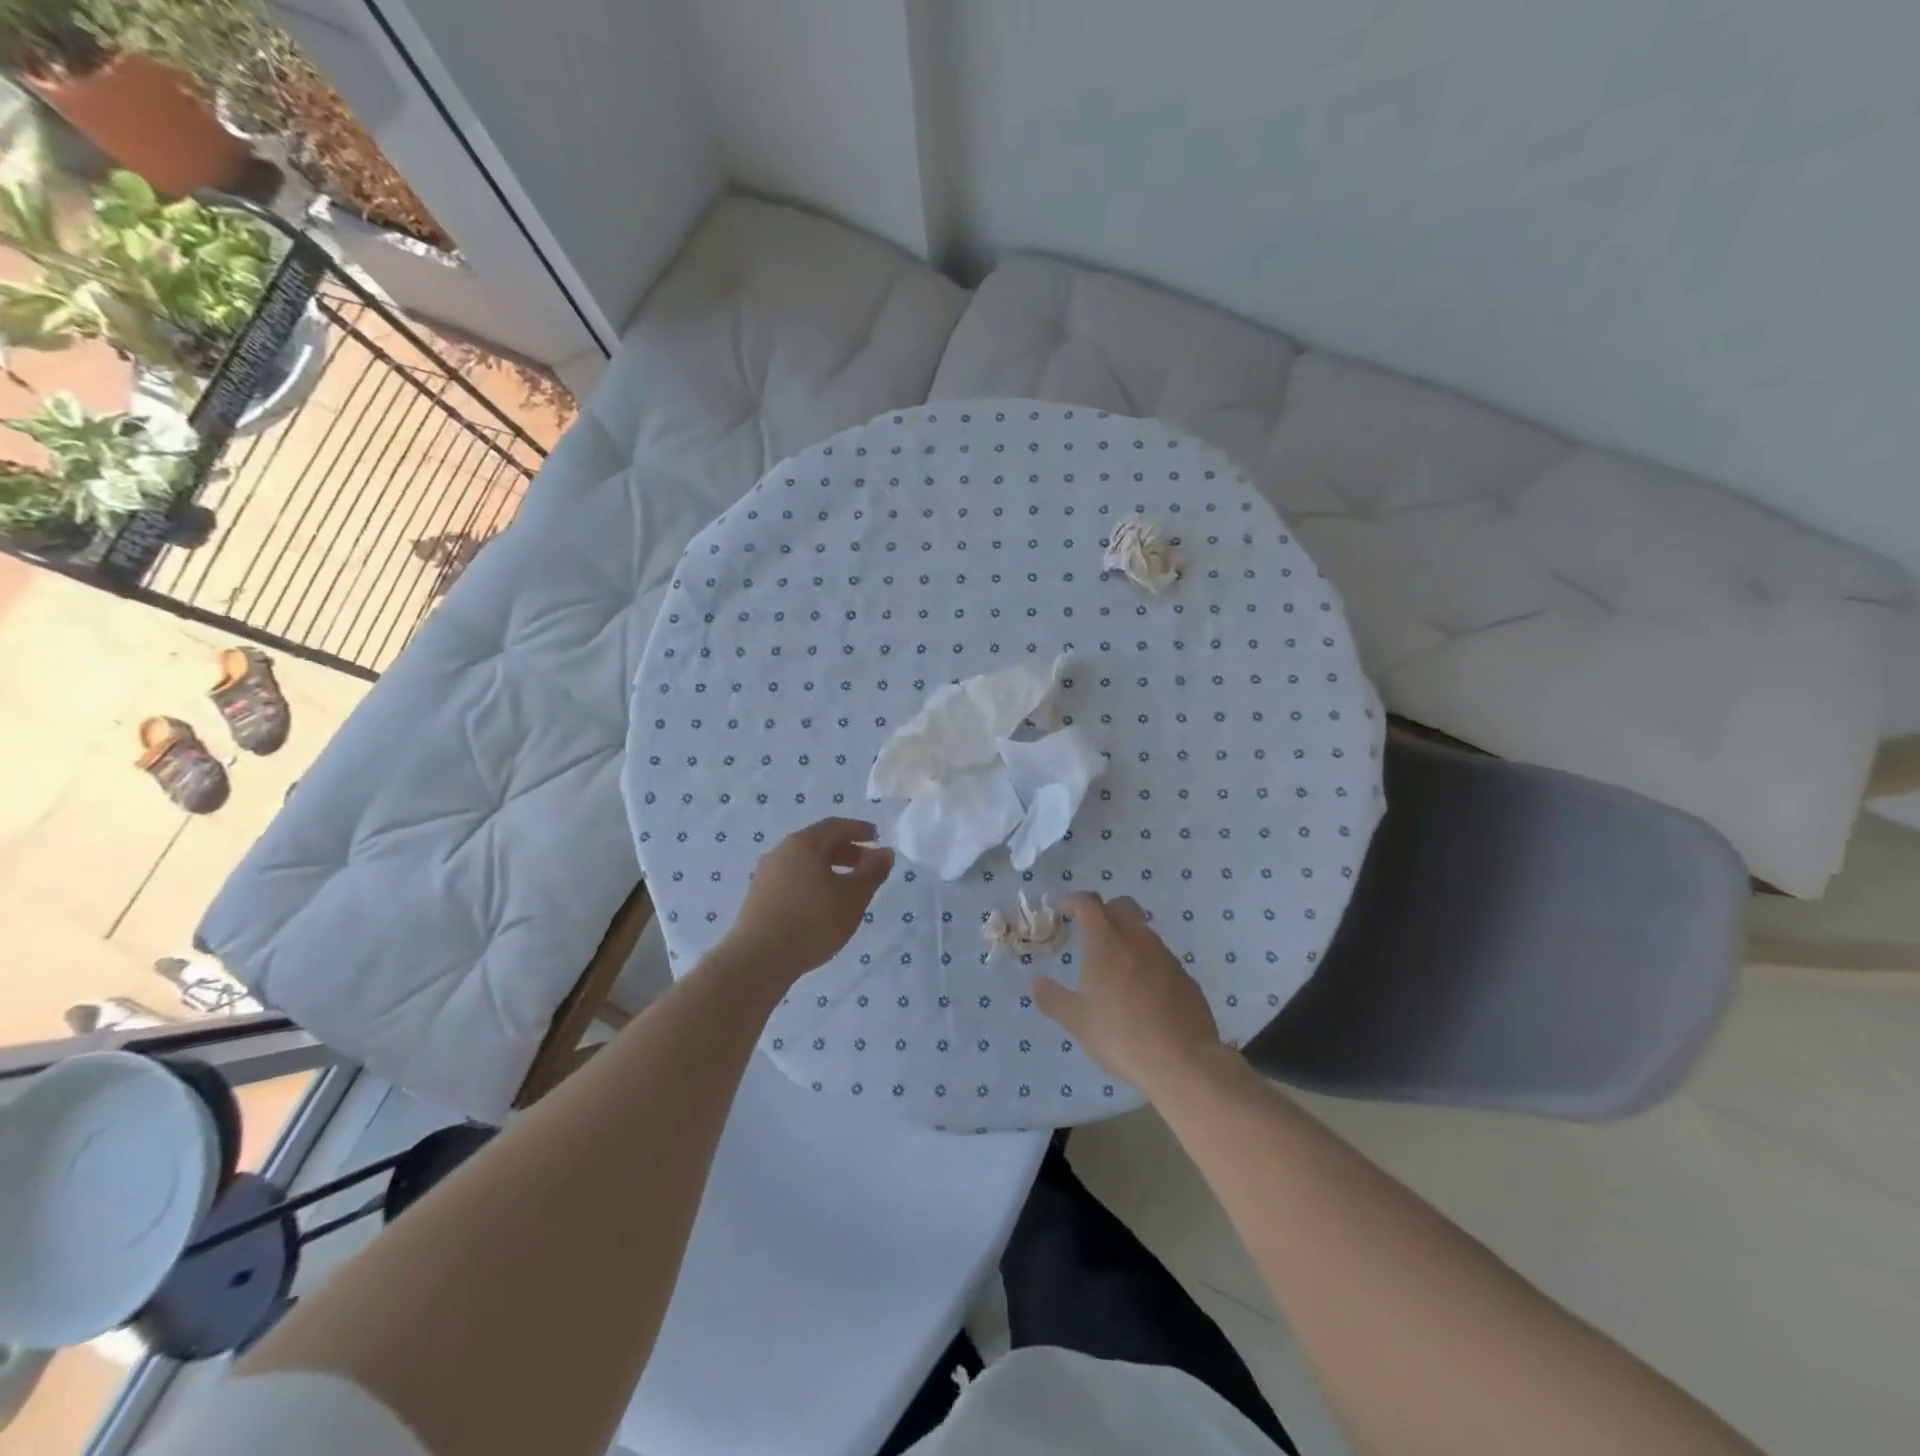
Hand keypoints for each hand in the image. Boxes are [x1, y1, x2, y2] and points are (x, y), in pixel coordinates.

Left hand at [719, 817, 893, 983]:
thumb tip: (885, 852)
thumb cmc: (812, 921)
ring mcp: (766, 875)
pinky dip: (814, 883)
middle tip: (869, 865)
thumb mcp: (853, 897)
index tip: (877, 837)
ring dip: (830, 869)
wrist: (758, 960)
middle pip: (819, 843)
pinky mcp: (759, 898)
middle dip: (847, 851)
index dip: (859, 830)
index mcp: (804, 843)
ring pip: (805, 863)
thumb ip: (872, 872)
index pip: (836, 826)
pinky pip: (793, 879)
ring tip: (849, 888)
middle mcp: (781, 852)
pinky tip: (823, 905)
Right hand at [1033, 893, 1223, 1092]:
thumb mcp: (1077, 1021)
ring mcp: (1165, 956)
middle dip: (1104, 911)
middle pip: (1121, 906)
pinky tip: (1143, 993)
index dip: (1073, 901)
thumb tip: (1036, 981)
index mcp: (1106, 942)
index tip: (1063, 911)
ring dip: (1127, 937)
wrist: (1183, 1062)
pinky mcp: (1185, 977)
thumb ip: (1052, 998)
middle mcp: (1137, 939)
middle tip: (1091, 934)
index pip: (1088, 903)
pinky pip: (1161, 957)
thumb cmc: (1121, 1036)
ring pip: (1143, 931)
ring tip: (1115, 968)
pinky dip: (1147, 962)